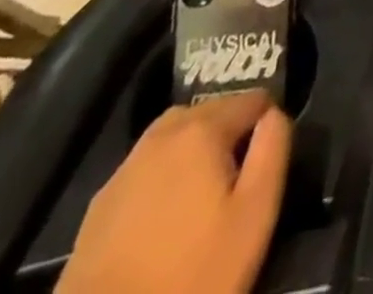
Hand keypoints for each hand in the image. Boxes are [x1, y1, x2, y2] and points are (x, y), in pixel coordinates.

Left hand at [57, 91, 291, 293]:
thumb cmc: (194, 274)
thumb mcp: (256, 212)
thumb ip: (274, 147)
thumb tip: (273, 115)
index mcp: (202, 129)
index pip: (253, 99)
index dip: (269, 122)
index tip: (269, 159)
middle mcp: (161, 135)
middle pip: (211, 111)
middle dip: (230, 131)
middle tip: (238, 178)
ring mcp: (124, 170)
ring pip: (174, 135)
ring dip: (195, 148)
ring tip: (204, 192)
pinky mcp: (98, 207)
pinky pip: (145, 169)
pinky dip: (162, 176)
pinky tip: (164, 217)